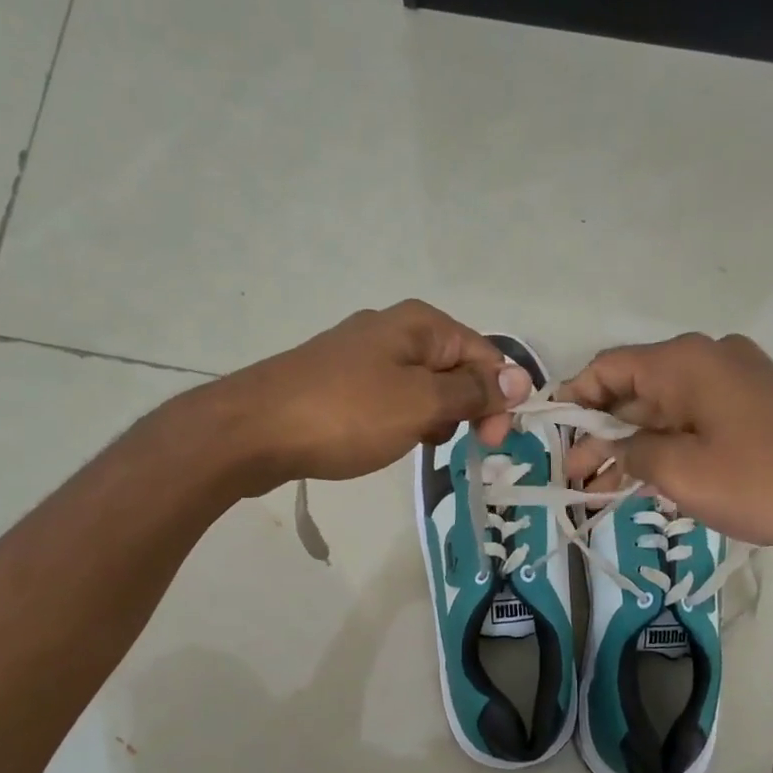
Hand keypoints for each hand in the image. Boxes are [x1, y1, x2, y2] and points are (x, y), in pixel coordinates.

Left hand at [206, 301, 531, 493]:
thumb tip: (519, 379)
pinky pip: (389, 399)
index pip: (484, 354)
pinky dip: (402, 420)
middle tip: (463, 447)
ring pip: (422, 387)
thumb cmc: (346, 414)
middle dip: (468, 407)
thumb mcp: (421, 404)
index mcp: (419, 324)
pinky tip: (391, 442)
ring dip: (435, 417)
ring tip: (422, 445)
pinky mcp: (338, 383)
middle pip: (454, 368)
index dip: (499, 395)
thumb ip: (472, 392)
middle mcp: (392, 330)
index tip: (495, 441)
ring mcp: (360, 356)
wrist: (253, 431)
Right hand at [561, 333, 772, 556]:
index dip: (573, 400)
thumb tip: (609, 445)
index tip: (550, 436)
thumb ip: (631, 452)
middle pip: (634, 390)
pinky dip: (665, 447)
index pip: (608, 367)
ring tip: (599, 491)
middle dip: (599, 434)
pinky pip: (693, 420)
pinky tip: (643, 481)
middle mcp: (708, 359)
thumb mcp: (680, 471)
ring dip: (631, 447)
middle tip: (574, 478)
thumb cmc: (761, 480)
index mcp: (685, 361)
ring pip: (663, 410)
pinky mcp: (753, 407)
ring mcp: (735, 382)